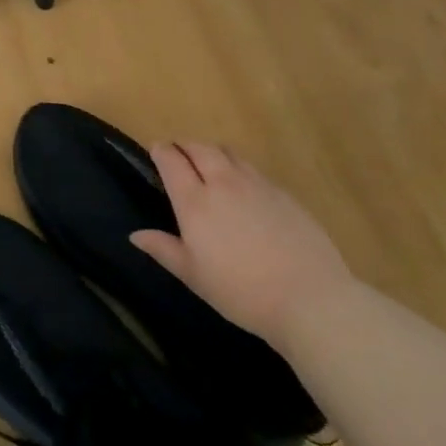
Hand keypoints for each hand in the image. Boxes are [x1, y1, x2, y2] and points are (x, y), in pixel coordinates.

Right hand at [129, 141, 355, 344]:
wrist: (309, 298)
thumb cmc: (241, 292)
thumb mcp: (194, 276)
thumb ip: (164, 249)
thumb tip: (136, 235)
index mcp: (195, 202)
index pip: (172, 160)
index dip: (161, 151)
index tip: (156, 152)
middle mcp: (223, 183)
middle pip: (200, 148)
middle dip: (185, 146)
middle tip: (179, 156)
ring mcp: (256, 184)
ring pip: (228, 153)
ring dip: (212, 152)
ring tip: (209, 166)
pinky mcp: (283, 193)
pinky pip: (252, 169)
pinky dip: (238, 168)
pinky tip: (243, 190)